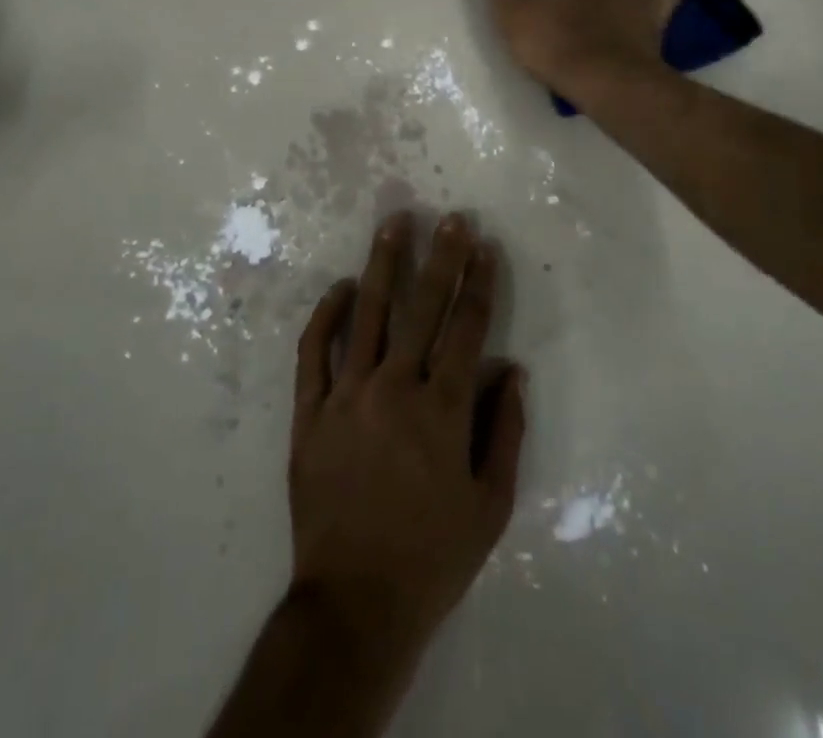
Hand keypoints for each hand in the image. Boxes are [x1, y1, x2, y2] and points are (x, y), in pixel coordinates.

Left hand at [288, 211, 526, 654]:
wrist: (355, 603)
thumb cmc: (432, 557)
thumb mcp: (489, 506)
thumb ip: (505, 432)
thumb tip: (513, 371)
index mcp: (443, 411)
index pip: (467, 330)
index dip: (478, 284)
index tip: (484, 246)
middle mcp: (395, 389)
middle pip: (422, 308)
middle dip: (440, 258)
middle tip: (449, 217)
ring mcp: (347, 395)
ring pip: (366, 314)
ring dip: (383, 265)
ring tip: (394, 224)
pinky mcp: (309, 411)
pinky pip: (315, 351)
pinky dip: (325, 314)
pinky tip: (339, 287)